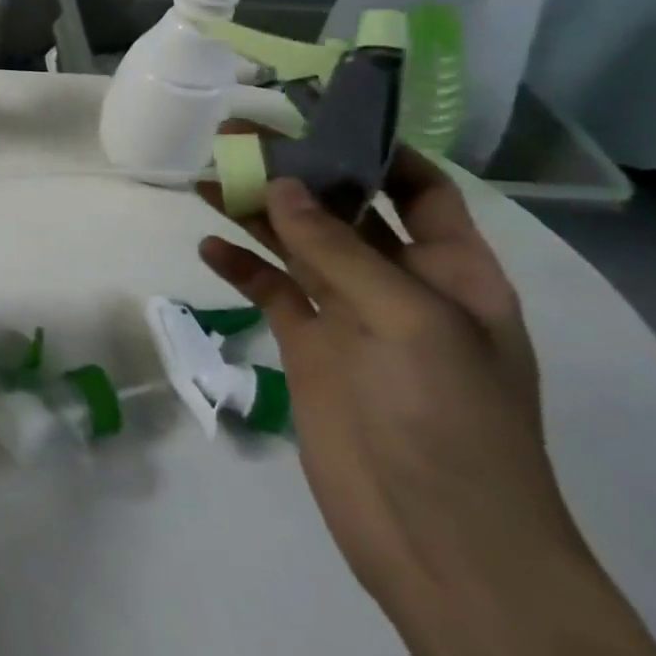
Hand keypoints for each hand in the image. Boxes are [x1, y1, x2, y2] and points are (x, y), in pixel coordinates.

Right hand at [199, 149, 592, 627]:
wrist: (437, 538)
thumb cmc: (447, 418)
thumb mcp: (410, 322)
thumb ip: (340, 250)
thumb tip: (283, 186)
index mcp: (452, 272)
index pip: (420, 191)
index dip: (379, 151)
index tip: (321, 116)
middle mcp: (400, 284)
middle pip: (343, 209)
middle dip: (296, 170)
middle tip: (234, 134)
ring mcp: (349, 315)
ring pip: (296, 244)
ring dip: (254, 210)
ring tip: (203, 176)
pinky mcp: (308, 346)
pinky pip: (270, 290)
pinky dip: (240, 266)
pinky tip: (207, 246)